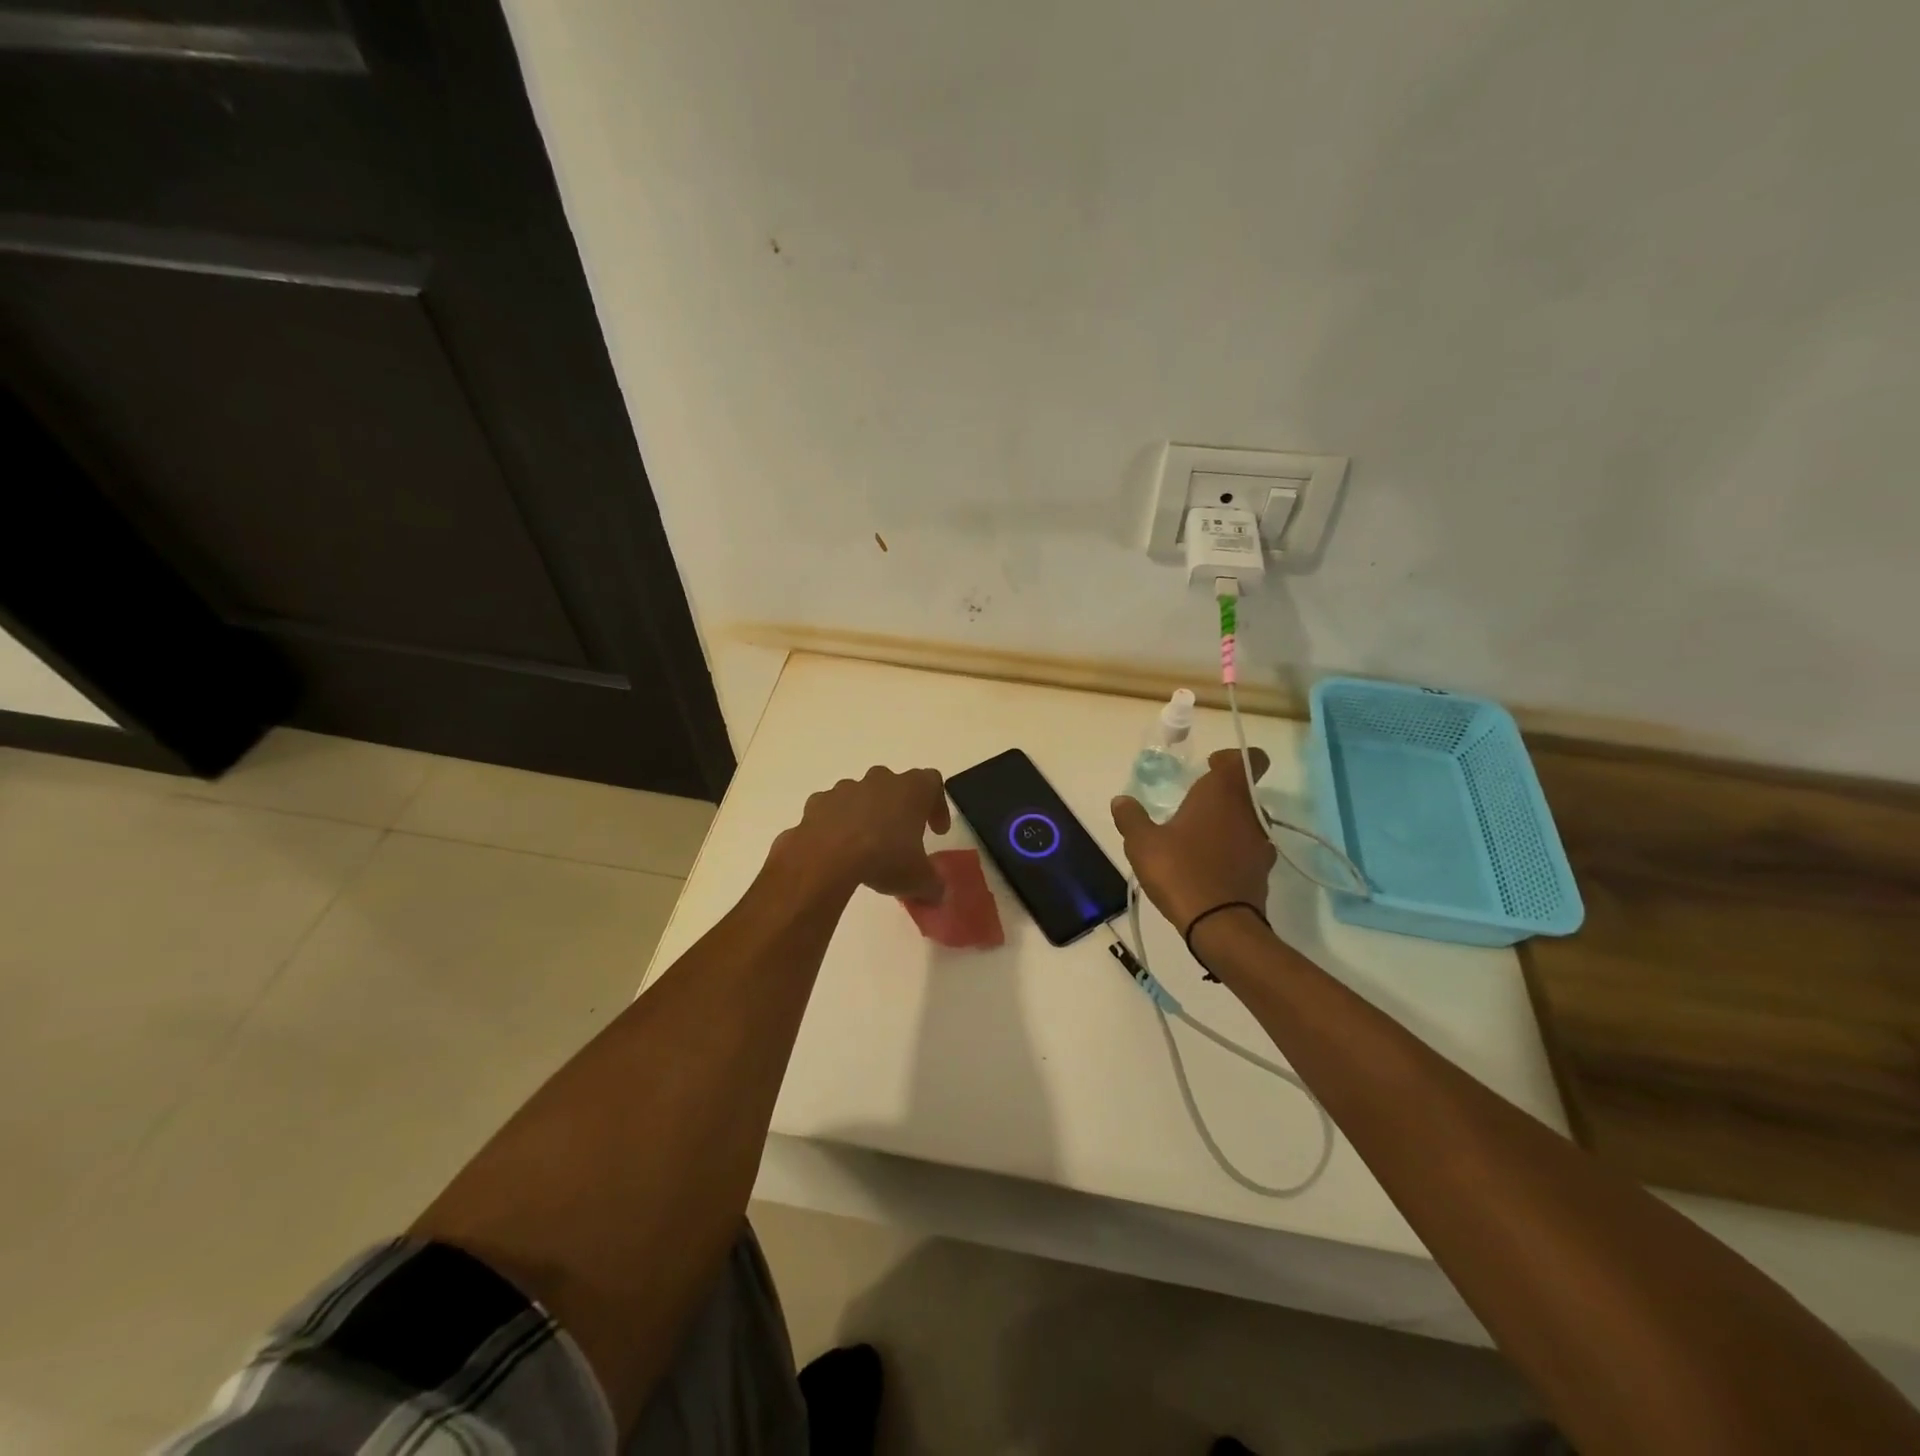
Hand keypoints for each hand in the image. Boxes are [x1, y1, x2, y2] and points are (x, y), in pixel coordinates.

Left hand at [778, 766, 950, 901]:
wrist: (826, 858)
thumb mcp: (918, 879)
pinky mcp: (818, 802)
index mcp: (911, 789)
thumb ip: (933, 884)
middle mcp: (879, 780)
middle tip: (902, 836)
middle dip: (899, 807)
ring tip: (867, 845)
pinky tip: (837, 848)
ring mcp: (845, 789)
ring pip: (862, 795)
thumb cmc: (883, 858)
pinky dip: (836, 823)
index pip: (932, 783)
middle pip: (895, 785)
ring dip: (867, 813)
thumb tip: (937, 893)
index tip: (937, 831)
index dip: (937, 806)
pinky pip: (832, 809)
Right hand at [1111, 747, 1273, 933]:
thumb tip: (1121, 801)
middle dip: (1220, 796)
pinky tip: (1206, 868)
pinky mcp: (1262, 873)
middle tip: (1190, 808)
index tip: (1208, 766)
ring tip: (1196, 841)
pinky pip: (1247, 851)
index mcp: (1223, 793)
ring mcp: (1261, 844)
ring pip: (1247, 822)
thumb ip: (1131, 818)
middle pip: (1243, 792)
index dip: (1230, 758)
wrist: (1220, 925)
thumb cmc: (1180, 870)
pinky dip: (1231, 853)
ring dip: (1226, 826)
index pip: (1247, 759)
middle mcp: (1250, 812)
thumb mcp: (1143, 843)